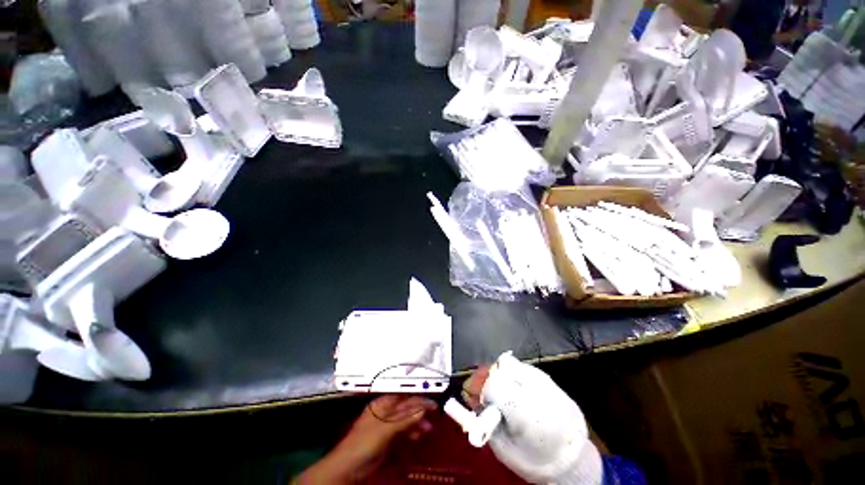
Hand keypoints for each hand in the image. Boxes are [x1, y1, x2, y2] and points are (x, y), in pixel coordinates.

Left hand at [296, 395, 436, 483]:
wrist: (348, 467)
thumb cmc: (364, 442)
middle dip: (419, 410)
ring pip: (406, 419)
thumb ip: (404, 419)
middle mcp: (385, 411)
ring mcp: (386, 425)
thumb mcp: (385, 429)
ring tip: (428, 429)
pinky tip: (418, 435)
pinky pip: (403, 431)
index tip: (432, 401)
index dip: (418, 397)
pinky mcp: (387, 438)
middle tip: (434, 415)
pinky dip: (411, 432)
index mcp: (382, 404)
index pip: (404, 396)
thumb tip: (422, 409)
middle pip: (406, 407)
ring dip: (417, 422)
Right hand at [462, 355, 600, 483]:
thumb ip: (486, 419)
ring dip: (502, 375)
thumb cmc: (533, 459)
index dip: (482, 390)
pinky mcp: (548, 377)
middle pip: (503, 367)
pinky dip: (513, 376)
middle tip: (489, 395)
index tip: (479, 401)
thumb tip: (472, 396)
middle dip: (491, 378)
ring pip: (512, 364)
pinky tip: (517, 391)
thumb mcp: (504, 448)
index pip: (494, 383)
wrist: (572, 459)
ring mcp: (546, 380)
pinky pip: (522, 368)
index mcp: (527, 413)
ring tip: (505, 394)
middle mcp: (538, 389)